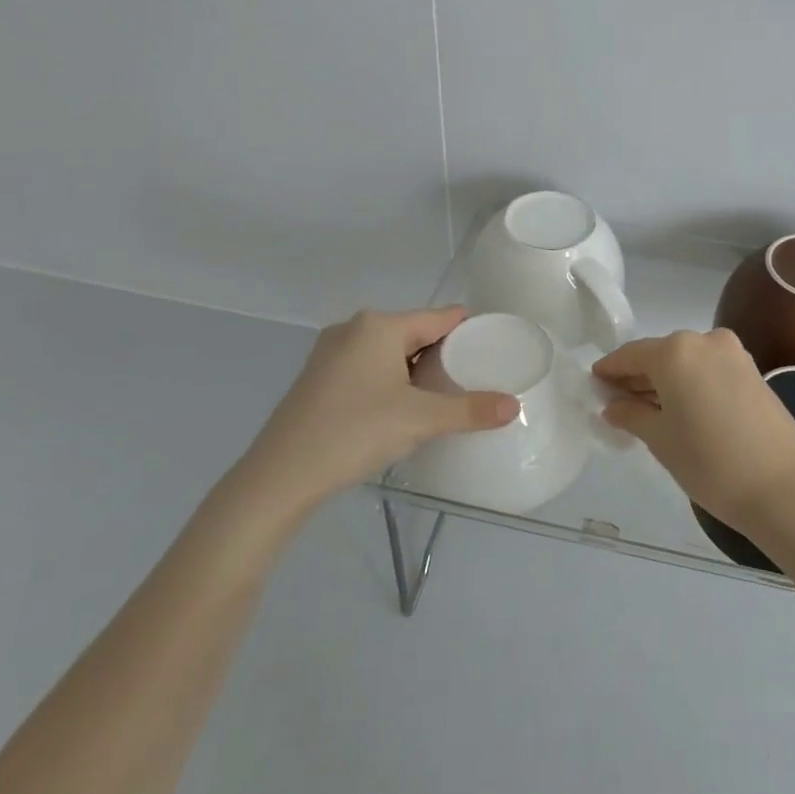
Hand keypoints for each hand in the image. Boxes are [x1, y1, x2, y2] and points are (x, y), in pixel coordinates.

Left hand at [235, 307, 517, 518]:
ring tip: (442, 398)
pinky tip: (400, 409)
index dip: (469, 330)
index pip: (439, 317)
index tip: (493, 349)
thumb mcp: (420, 420)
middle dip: (443, 354)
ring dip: (415, 371)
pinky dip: (390, 381)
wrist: (280, 476)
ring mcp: (330, 353)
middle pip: (415, 333)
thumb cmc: (354, 432)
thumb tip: (514, 406)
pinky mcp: (317, 379)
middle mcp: (353, 329)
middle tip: (472, 381)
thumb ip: (470, 410)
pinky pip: (367, 368)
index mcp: (379, 326)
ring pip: (389, 352)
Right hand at [593, 329, 794, 532]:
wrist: (784, 488)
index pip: (630, 355)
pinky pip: (708, 370)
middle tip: (616, 403)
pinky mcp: (753, 371)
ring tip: (646, 410)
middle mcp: (704, 340)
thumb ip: (632, 415)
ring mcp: (734, 354)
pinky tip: (680, 409)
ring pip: (686, 362)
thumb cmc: (710, 462)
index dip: (609, 371)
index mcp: (675, 351)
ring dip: (665, 381)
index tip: (593, 386)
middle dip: (637, 377)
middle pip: (659, 355)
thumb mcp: (661, 440)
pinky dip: (690, 383)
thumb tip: (612, 406)